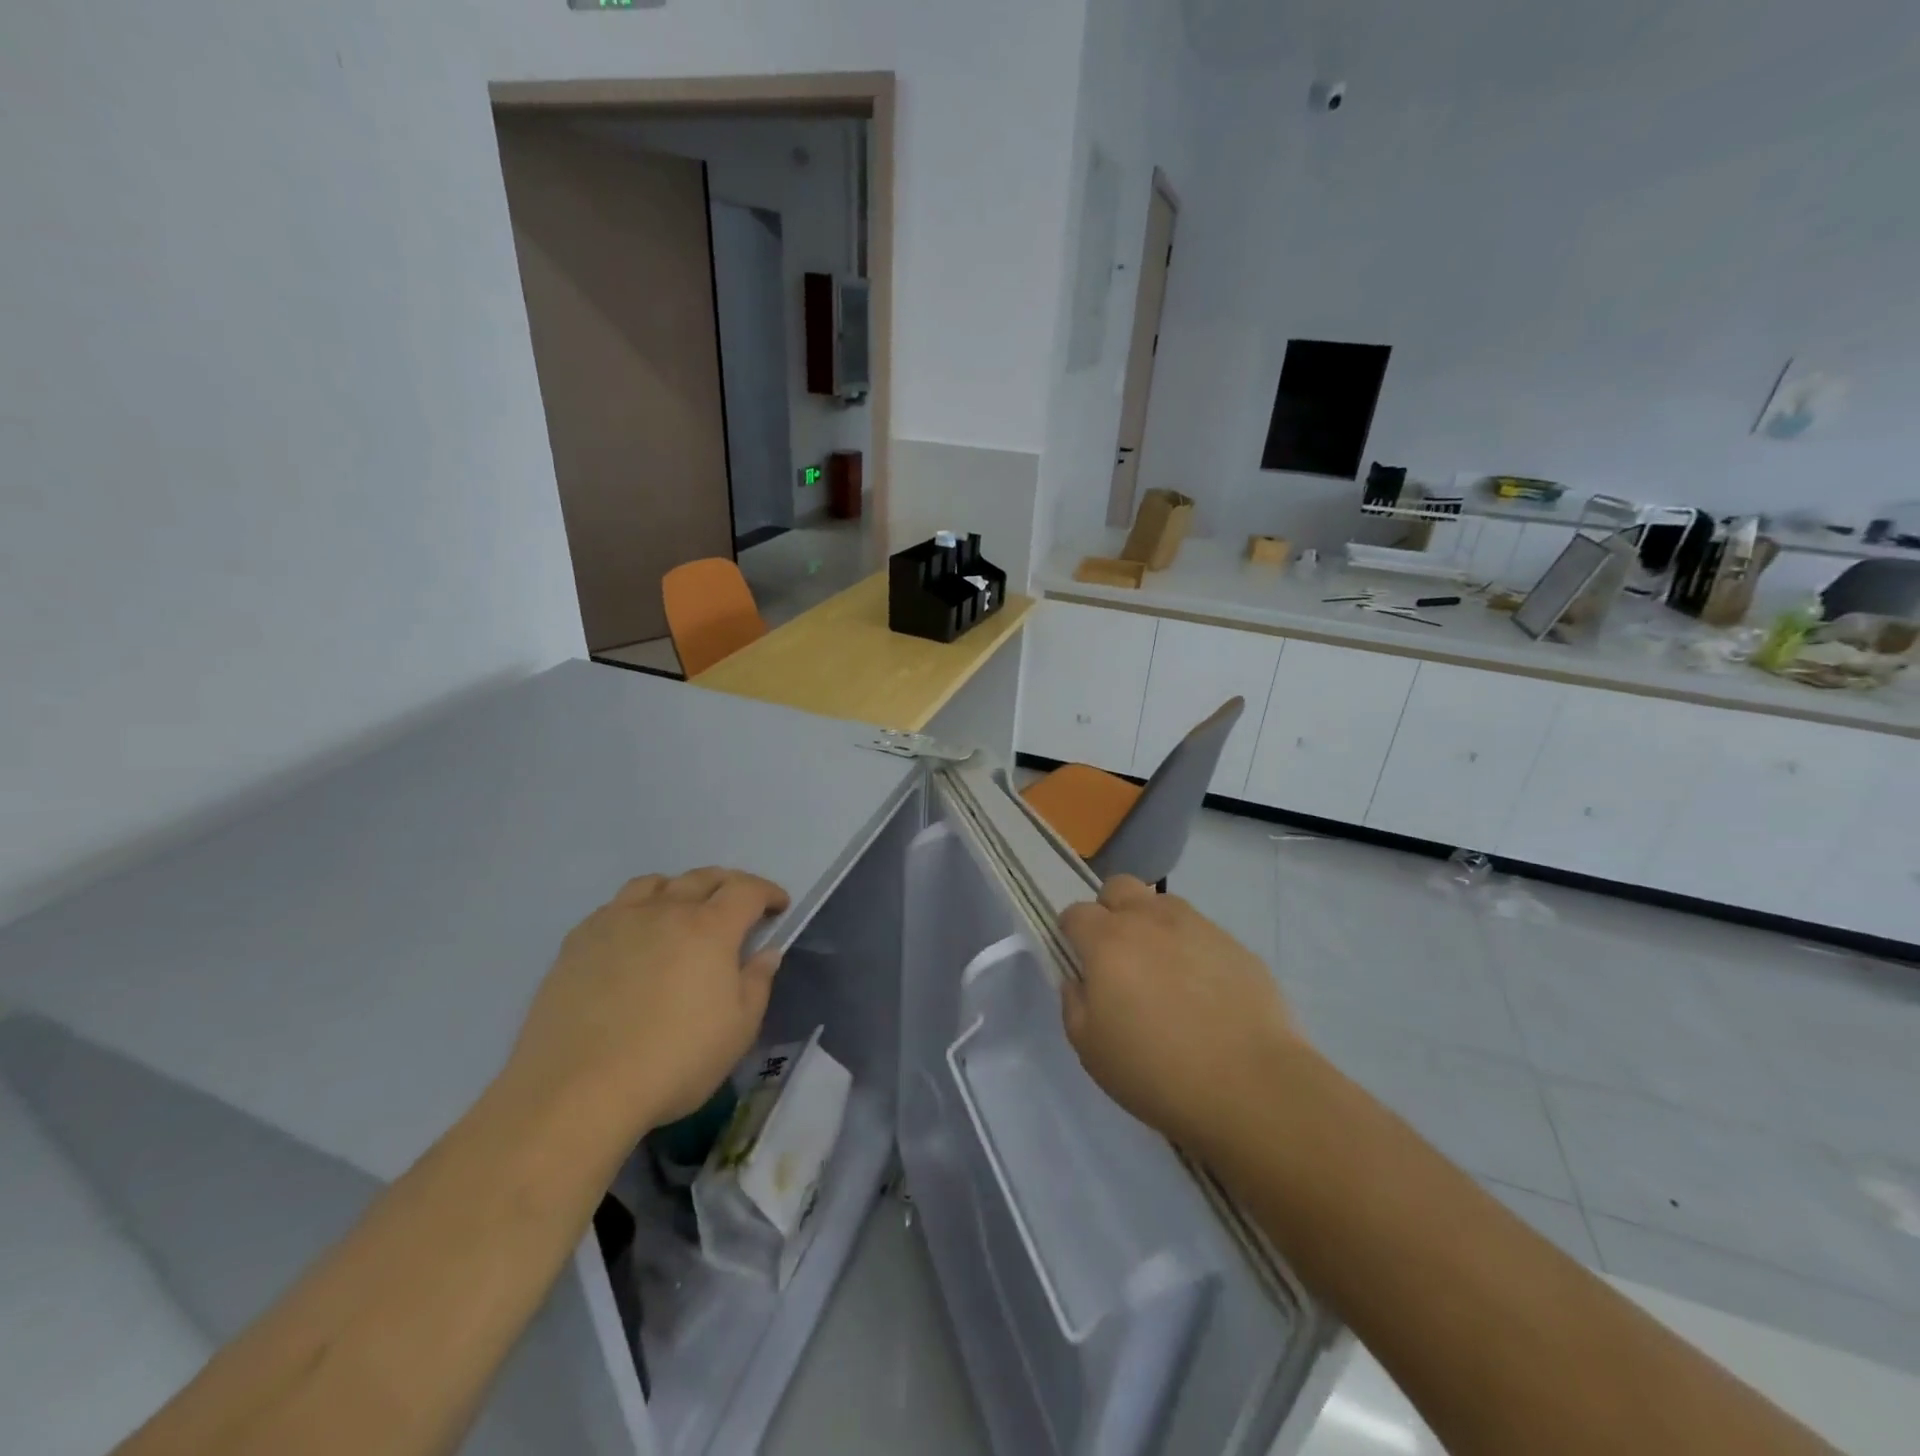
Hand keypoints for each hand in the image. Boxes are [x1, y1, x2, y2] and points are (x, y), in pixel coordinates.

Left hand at [503, 867, 790, 1135]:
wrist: (576, 1091)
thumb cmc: (673, 1061)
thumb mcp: (738, 1030)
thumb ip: (757, 982)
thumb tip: (766, 952)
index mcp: (710, 928)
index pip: (747, 890)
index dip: (768, 892)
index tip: (779, 907)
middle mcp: (665, 911)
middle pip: (703, 877)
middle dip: (729, 885)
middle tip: (739, 905)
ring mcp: (617, 921)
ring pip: (655, 884)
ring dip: (679, 889)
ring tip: (683, 910)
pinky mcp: (578, 941)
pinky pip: (616, 906)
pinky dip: (637, 909)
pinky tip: (634, 937)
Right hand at [1059, 875, 1300, 1152]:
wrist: (1251, 1087)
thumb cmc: (1156, 1071)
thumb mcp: (1090, 1049)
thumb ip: (1074, 1004)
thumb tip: (1080, 981)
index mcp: (1108, 941)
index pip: (1075, 913)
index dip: (1071, 933)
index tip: (1078, 961)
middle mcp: (1150, 920)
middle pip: (1118, 887)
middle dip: (1110, 911)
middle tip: (1118, 956)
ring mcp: (1198, 927)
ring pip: (1162, 904)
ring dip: (1152, 925)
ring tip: (1164, 972)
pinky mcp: (1236, 945)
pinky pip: (1202, 933)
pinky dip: (1192, 950)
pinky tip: (1204, 993)